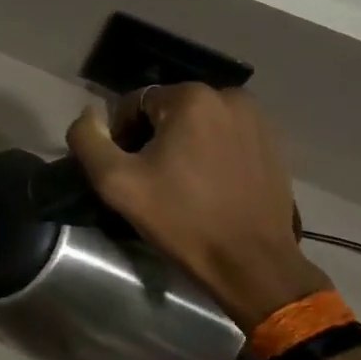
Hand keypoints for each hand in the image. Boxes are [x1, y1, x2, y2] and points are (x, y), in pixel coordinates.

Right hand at [66, 85, 331, 329]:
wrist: (251, 263)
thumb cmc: (181, 219)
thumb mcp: (116, 182)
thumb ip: (88, 140)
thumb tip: (89, 115)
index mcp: (191, 97)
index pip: (134, 102)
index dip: (121, 135)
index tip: (126, 171)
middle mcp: (228, 96)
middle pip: (167, 110)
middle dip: (152, 138)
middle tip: (149, 179)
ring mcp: (256, 119)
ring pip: (196, 123)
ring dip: (181, 144)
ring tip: (178, 184)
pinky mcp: (272, 143)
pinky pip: (224, 136)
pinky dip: (208, 152)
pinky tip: (206, 185)